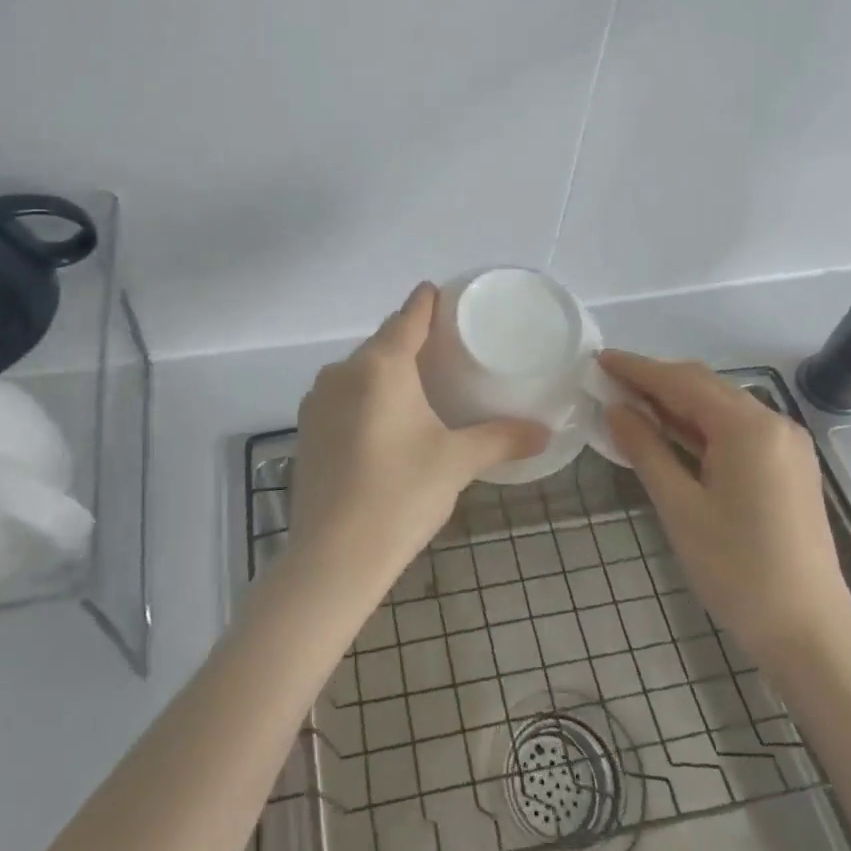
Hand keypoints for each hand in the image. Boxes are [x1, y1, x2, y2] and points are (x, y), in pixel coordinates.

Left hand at [291, 284, 546, 589]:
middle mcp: (342, 371)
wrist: (333, 557)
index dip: (427, 302)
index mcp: (380, 365)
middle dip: (410, 340)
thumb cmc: (400, 494)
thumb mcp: (457, 462)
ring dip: (385, 372)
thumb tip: (544, 432)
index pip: (408, 316)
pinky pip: (342, 397)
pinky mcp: (306, 430)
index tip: (441, 294)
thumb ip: (501, 439)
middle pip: (382, 342)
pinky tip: (383, 423)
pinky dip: (365, 398)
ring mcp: (317, 401)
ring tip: (417, 387)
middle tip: (444, 350)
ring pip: (359, 371)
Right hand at [600, 352, 850, 667]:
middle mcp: (773, 424)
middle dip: (656, 381)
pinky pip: (737, 430)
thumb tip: (615, 409)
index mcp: (748, 428)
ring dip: (676, 403)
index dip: (637, 369)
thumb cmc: (738, 570)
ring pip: (721, 407)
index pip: (682, 382)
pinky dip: (700, 426)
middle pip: (705, 386)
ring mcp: (786, 445)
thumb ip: (646, 450)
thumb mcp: (680, 508)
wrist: (810, 632)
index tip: (599, 360)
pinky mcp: (788, 466)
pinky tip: (669, 433)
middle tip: (609, 383)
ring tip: (630, 404)